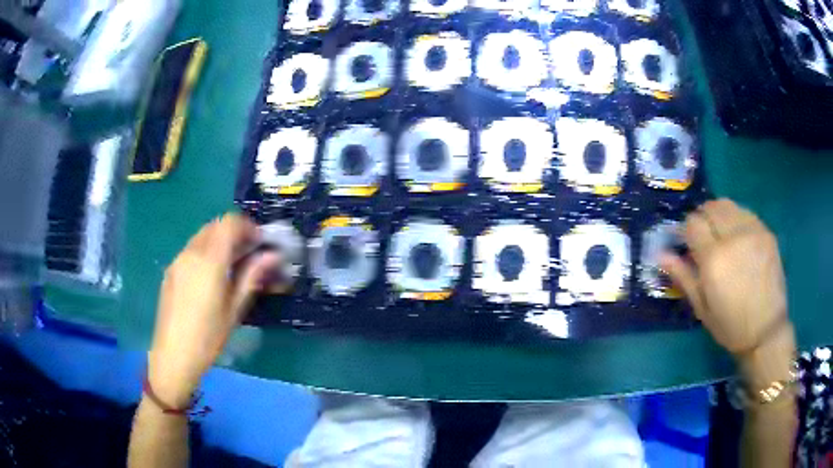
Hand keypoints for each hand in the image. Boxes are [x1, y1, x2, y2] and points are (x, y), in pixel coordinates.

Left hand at [147, 214, 280, 406]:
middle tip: (249, 252)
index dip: (248, 227)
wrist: (173, 355)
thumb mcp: (235, 309)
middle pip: (215, 226)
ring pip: (202, 236)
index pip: (229, 224)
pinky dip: (206, 251)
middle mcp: (191, 253)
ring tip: (232, 264)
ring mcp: (178, 260)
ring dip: (220, 241)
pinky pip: (192, 249)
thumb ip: (252, 277)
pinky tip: (212, 276)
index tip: (260, 242)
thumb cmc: (208, 337)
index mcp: (209, 261)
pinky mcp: (171, 270)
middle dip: (235, 232)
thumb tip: (271, 256)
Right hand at [660, 200, 793, 382]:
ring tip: (722, 235)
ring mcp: (752, 231)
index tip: (687, 244)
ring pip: (728, 204)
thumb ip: (683, 276)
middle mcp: (733, 237)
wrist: (766, 330)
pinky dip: (736, 218)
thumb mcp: (702, 308)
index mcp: (714, 259)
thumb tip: (661, 254)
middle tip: (704, 238)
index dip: (686, 230)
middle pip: (710, 207)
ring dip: (719, 215)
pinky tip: (739, 238)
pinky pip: (745, 212)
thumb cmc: (730, 325)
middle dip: (702, 218)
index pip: (692, 223)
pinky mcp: (766, 232)